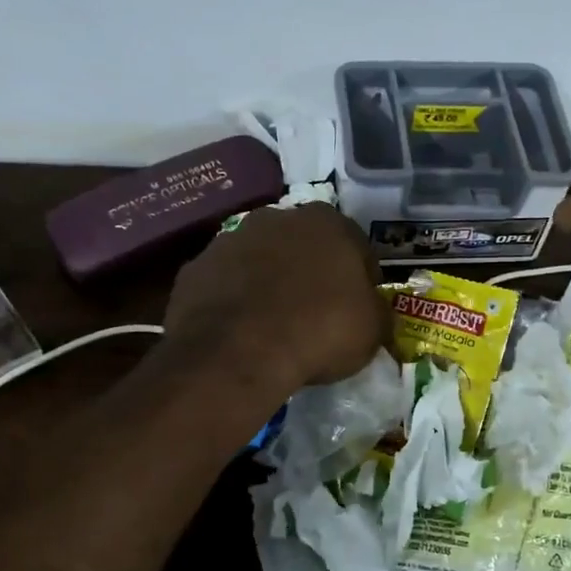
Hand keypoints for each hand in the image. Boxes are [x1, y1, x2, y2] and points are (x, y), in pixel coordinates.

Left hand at [164, 203, 387, 395]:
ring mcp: (229, 240)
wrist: (240, 352)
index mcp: (327, 222)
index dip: (362, 280)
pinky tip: (240, 333)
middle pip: (302, 246)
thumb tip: (372, 315)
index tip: (359, 309)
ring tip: (274, 325)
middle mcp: (277, 218)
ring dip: (268, 283)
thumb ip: (376, 313)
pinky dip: (233, 302)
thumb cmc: (320, 330)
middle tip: (316, 314)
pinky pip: (224, 285)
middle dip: (310, 273)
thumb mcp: (372, 329)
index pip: (356, 247)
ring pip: (259, 261)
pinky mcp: (194, 269)